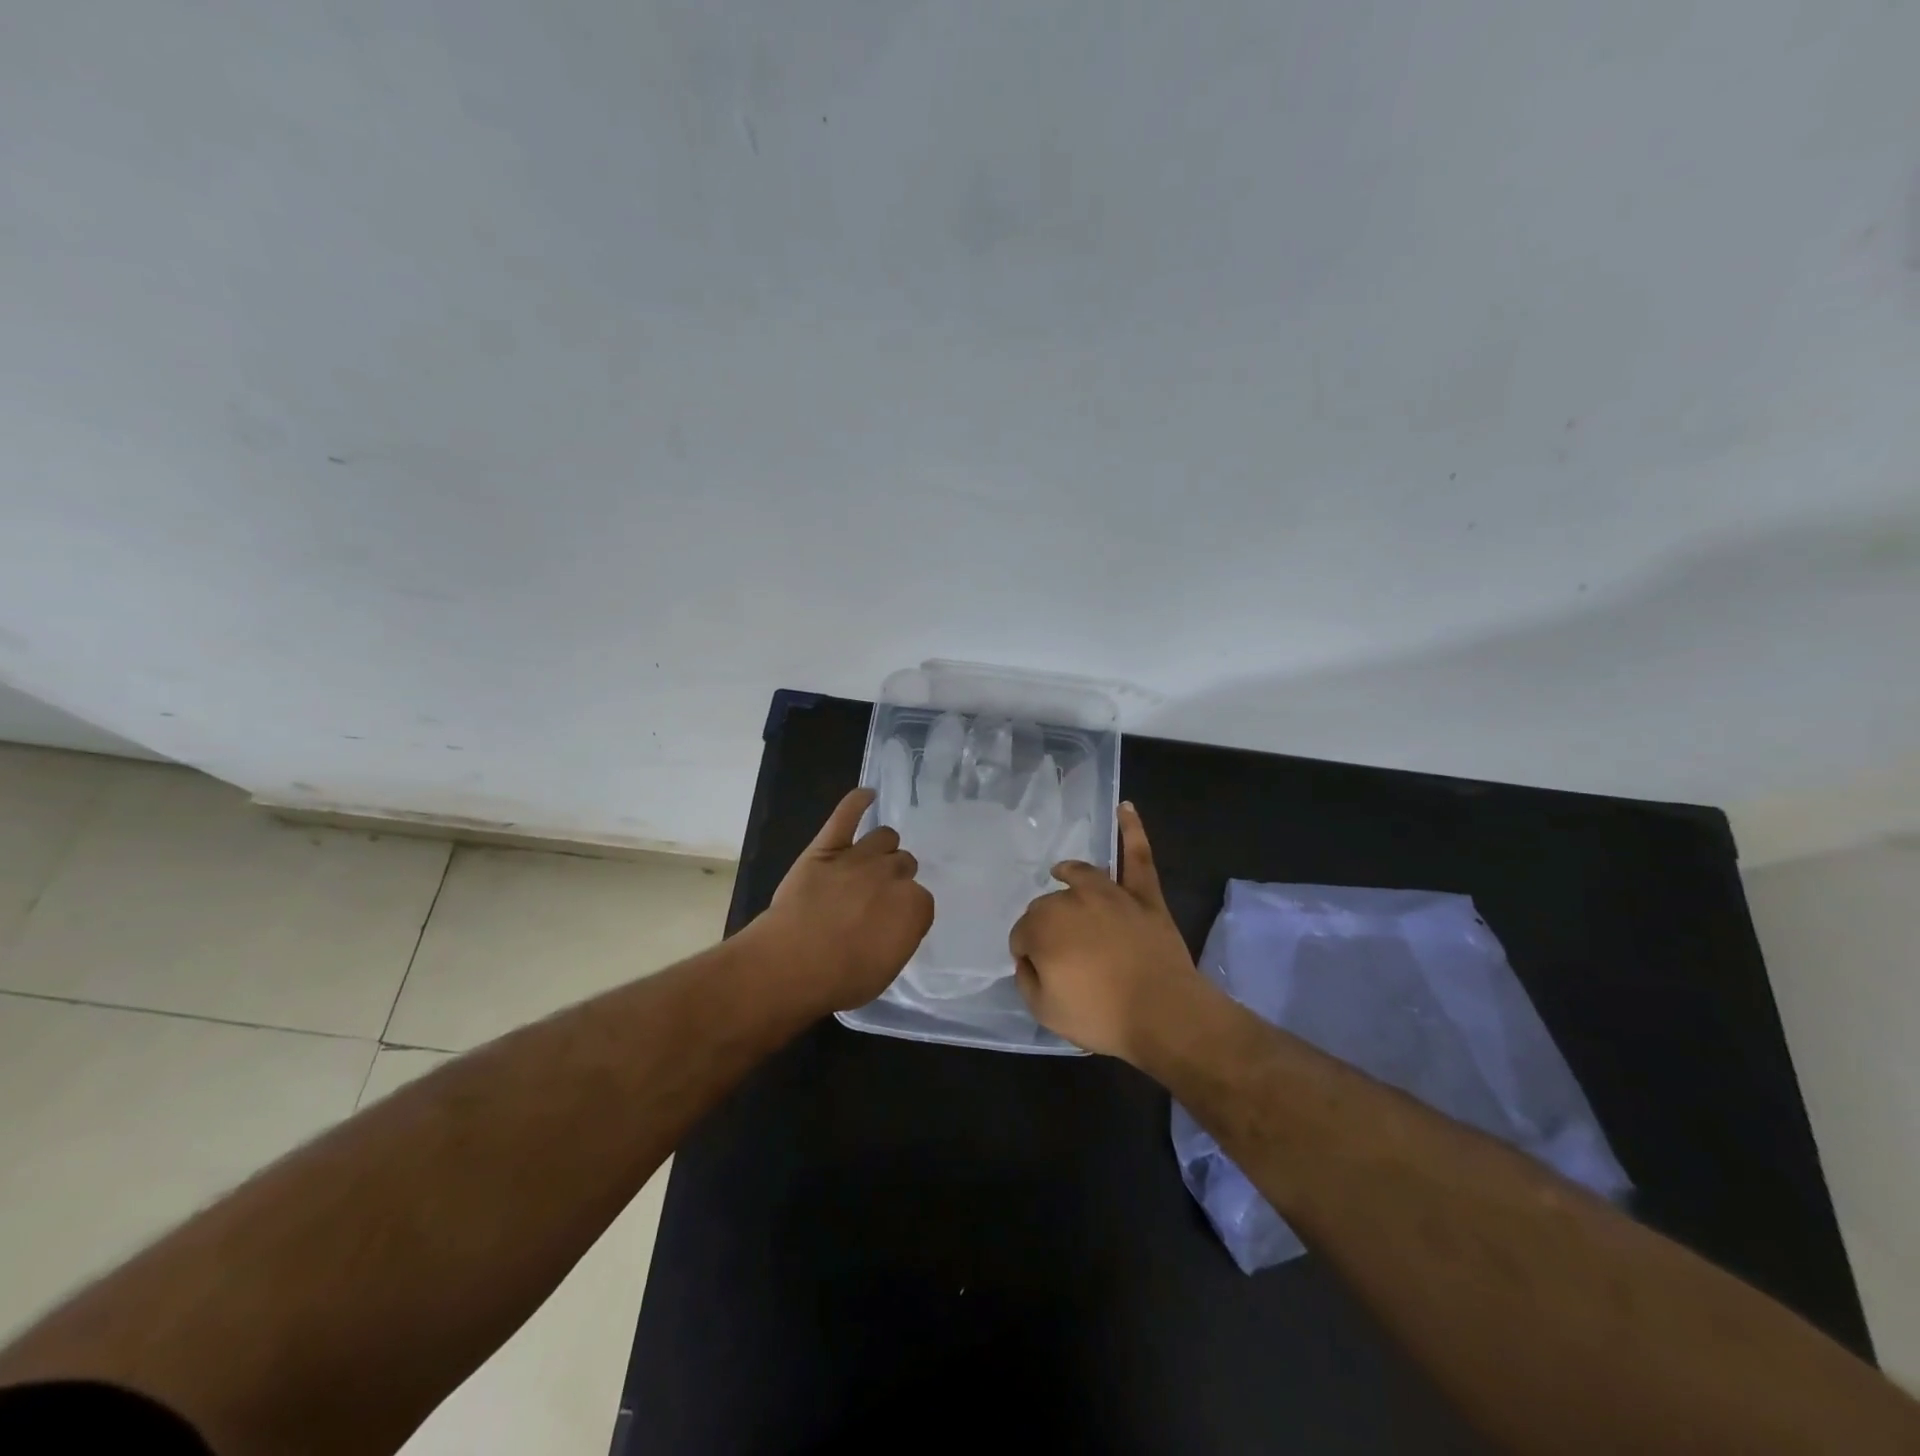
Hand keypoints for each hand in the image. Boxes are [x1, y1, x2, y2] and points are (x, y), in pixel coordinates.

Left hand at [756, 788, 933, 1012]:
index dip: (906, 911)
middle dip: (895, 878)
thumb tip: (897, 923)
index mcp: (914, 906)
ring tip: (871, 861)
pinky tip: (866, 795)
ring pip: (884, 837)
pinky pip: (846, 815)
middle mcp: (892, 874)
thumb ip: (899, 937)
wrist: (791, 962)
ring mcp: (859, 856)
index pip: (922, 899)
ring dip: (882, 848)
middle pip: (904, 864)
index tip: (892, 923)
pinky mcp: (827, 846)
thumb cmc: (841, 977)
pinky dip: (857, 802)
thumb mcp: (886, 970)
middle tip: (876, 898)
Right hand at [1008, 803, 1205, 1061]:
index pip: (1023, 934)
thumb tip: (1029, 958)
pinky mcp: (1143, 895)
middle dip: (1049, 926)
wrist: (1164, 1014)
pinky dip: (1132, 830)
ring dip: (1069, 875)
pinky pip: (1137, 856)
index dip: (1029, 955)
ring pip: (1081, 876)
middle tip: (1064, 958)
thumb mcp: (1044, 1010)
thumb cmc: (1101, 1015)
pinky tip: (1126, 808)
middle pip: (1049, 906)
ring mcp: (1110, 893)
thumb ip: (1026, 978)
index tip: (1042, 974)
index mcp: (1043, 925)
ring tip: (1062, 873)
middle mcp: (1071, 899)